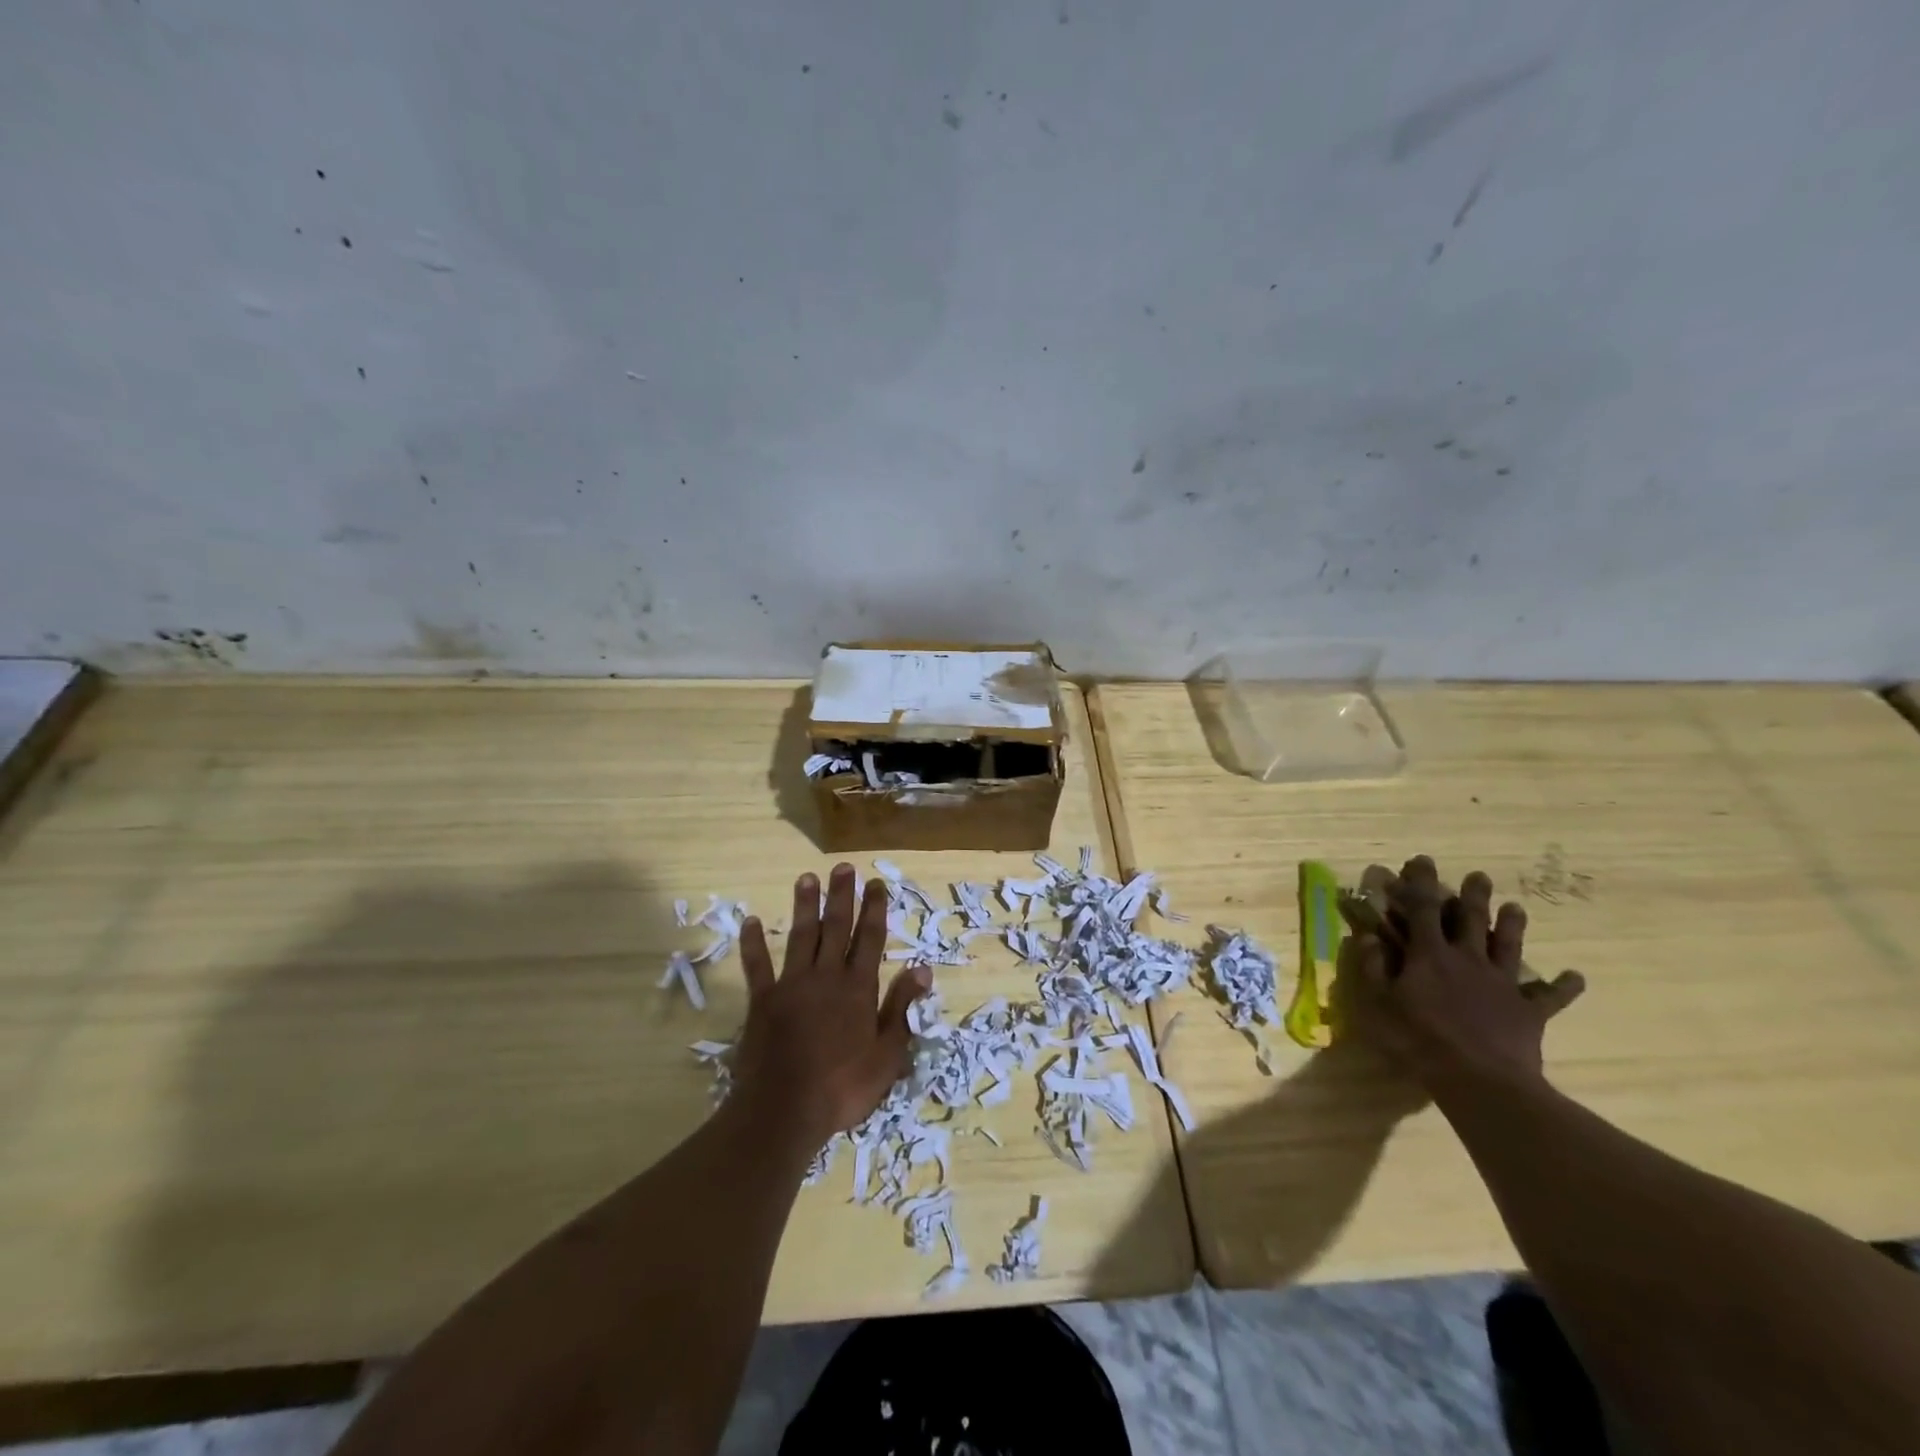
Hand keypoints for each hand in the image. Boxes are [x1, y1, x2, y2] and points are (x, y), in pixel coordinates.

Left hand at [729, 864, 930, 1146]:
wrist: (784, 1111)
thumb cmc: (843, 1087)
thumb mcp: (887, 1055)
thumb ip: (901, 1008)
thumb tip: (923, 970)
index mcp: (858, 988)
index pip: (870, 939)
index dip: (875, 909)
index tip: (876, 883)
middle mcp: (826, 977)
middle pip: (836, 928)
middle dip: (842, 896)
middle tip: (843, 867)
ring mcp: (791, 986)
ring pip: (801, 936)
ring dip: (805, 906)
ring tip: (807, 877)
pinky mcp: (762, 1001)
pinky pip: (757, 966)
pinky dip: (753, 944)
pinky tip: (750, 921)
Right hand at [1337, 855, 1584, 1090]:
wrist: (1480, 1080)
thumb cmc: (1417, 1039)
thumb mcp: (1378, 1003)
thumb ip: (1372, 967)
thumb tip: (1368, 936)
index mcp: (1430, 954)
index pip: (1423, 909)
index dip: (1421, 883)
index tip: (1422, 860)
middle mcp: (1467, 959)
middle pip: (1472, 920)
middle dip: (1473, 896)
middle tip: (1480, 875)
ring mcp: (1501, 984)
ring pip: (1508, 946)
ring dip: (1512, 925)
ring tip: (1517, 906)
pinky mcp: (1528, 1011)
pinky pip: (1550, 996)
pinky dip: (1564, 986)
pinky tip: (1576, 977)